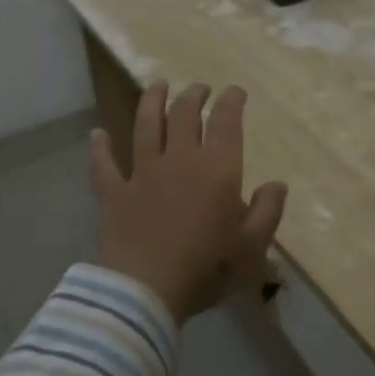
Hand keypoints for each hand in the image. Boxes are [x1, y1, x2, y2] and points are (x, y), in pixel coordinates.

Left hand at [90, 81, 288, 323]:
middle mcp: (179, 159)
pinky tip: (97, 134)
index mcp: (216, 169)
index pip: (225, 121)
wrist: (146, 291)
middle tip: (200, 89)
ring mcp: (142, 173)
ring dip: (152, 102)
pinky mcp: (114, 193)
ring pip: (145, 126)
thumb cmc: (207, 268)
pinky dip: (100, 148)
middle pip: (184, 114)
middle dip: (194, 95)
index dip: (231, 100)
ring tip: (158, 85)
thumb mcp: (252, 247)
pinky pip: (104, 165)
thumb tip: (277, 184)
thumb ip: (268, 211)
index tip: (235, 91)